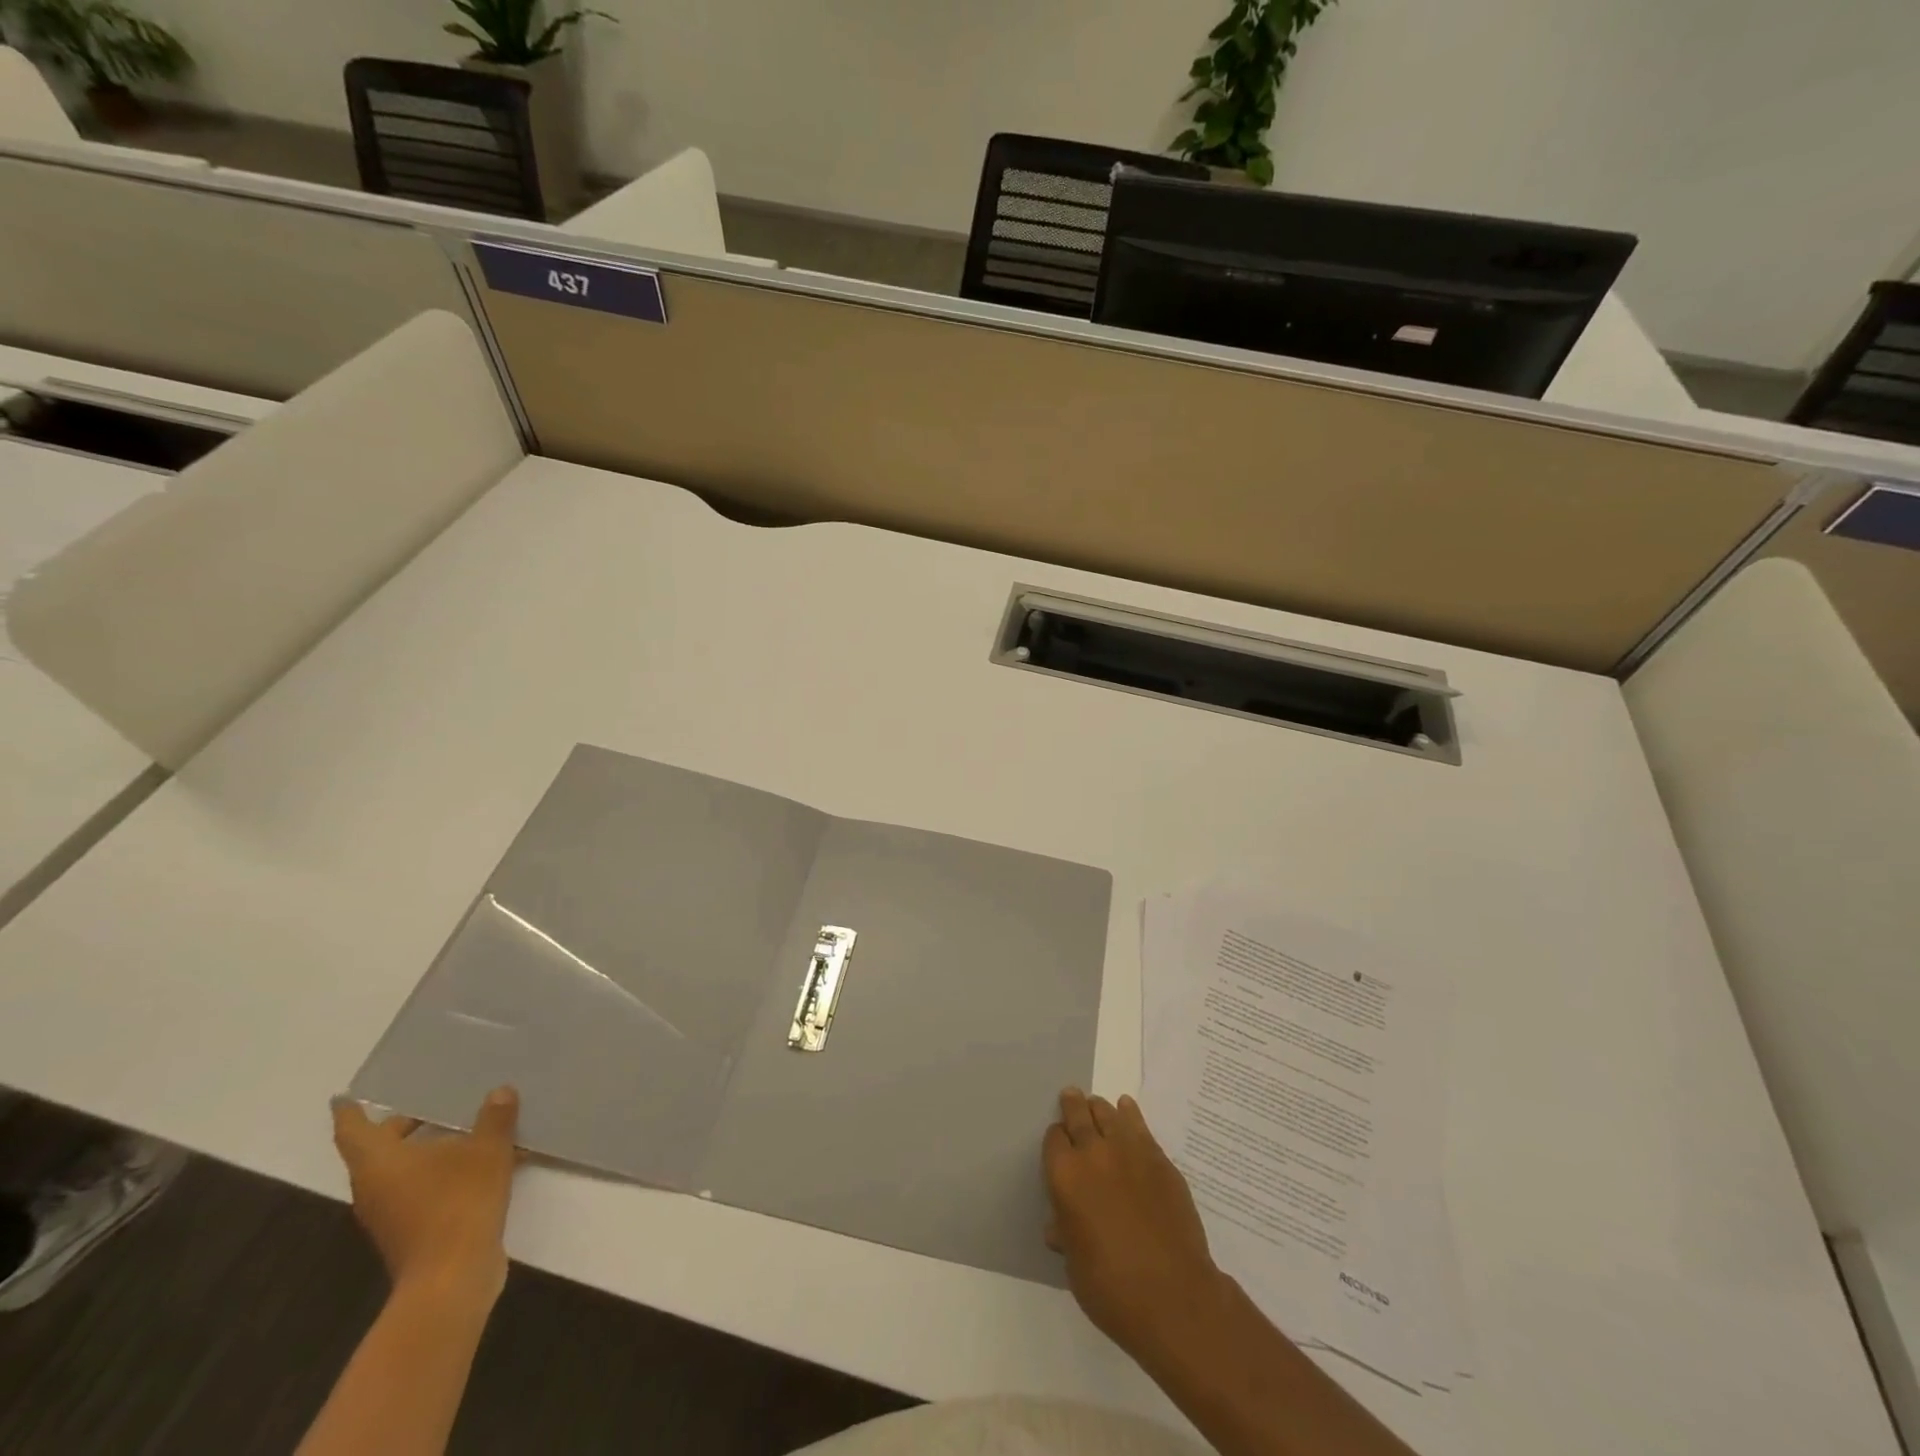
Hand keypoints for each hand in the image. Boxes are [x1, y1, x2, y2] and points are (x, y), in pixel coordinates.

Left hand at [331, 1086, 522, 1305]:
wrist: (452, 1278)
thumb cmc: (458, 1202)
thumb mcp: (487, 1151)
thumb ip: (494, 1118)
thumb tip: (500, 1092)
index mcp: (379, 1163)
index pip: (353, 1130)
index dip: (349, 1112)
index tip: (343, 1097)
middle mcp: (374, 1188)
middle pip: (379, 1150)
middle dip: (403, 1126)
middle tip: (433, 1104)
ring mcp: (390, 1214)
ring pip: (402, 1172)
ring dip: (428, 1151)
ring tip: (466, 1130)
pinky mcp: (411, 1232)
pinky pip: (421, 1190)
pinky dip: (443, 1173)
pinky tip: (483, 1165)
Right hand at [1042, 1087, 1225, 1358]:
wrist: (1173, 1295)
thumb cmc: (1112, 1288)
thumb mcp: (1075, 1265)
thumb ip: (1067, 1234)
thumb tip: (1060, 1225)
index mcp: (1065, 1176)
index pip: (1054, 1140)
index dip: (1056, 1140)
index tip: (1059, 1144)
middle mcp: (1093, 1153)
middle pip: (1079, 1116)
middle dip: (1073, 1105)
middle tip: (1071, 1095)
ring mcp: (1129, 1152)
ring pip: (1108, 1114)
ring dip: (1099, 1108)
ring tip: (1096, 1104)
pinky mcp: (1159, 1159)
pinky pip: (1139, 1126)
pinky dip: (1130, 1114)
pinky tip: (1127, 1108)